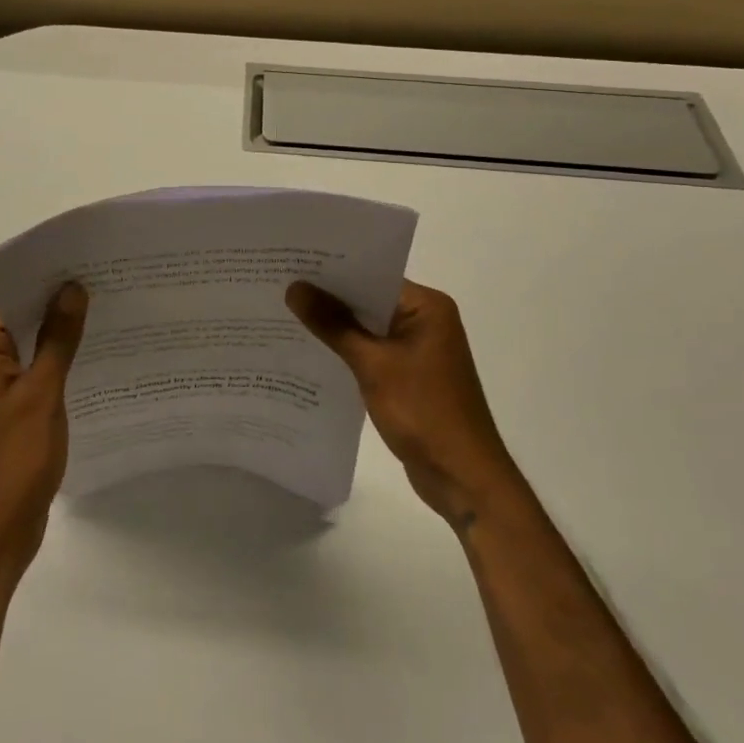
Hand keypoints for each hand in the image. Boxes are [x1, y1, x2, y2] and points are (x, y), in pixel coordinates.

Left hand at [0, 284, 88, 580]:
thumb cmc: (13, 463)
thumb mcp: (41, 395)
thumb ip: (57, 340)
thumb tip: (71, 288)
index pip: (7, 296)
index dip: (41, 274)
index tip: (81, 256)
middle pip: (17, 317)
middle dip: (55, 298)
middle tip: (103, 277)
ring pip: (27, 345)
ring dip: (58, 330)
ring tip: (105, 308)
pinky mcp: (6, 411)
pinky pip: (32, 371)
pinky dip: (56, 359)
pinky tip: (91, 355)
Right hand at [287, 279, 513, 528]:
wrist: (463, 479)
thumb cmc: (424, 412)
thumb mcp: (372, 365)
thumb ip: (333, 324)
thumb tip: (294, 288)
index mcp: (427, 307)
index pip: (373, 275)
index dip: (332, 270)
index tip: (292, 263)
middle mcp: (426, 320)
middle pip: (369, 299)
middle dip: (328, 298)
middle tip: (280, 285)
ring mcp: (419, 349)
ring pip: (367, 327)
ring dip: (335, 326)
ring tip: (285, 313)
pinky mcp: (409, 375)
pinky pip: (371, 351)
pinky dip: (346, 351)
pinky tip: (311, 350)